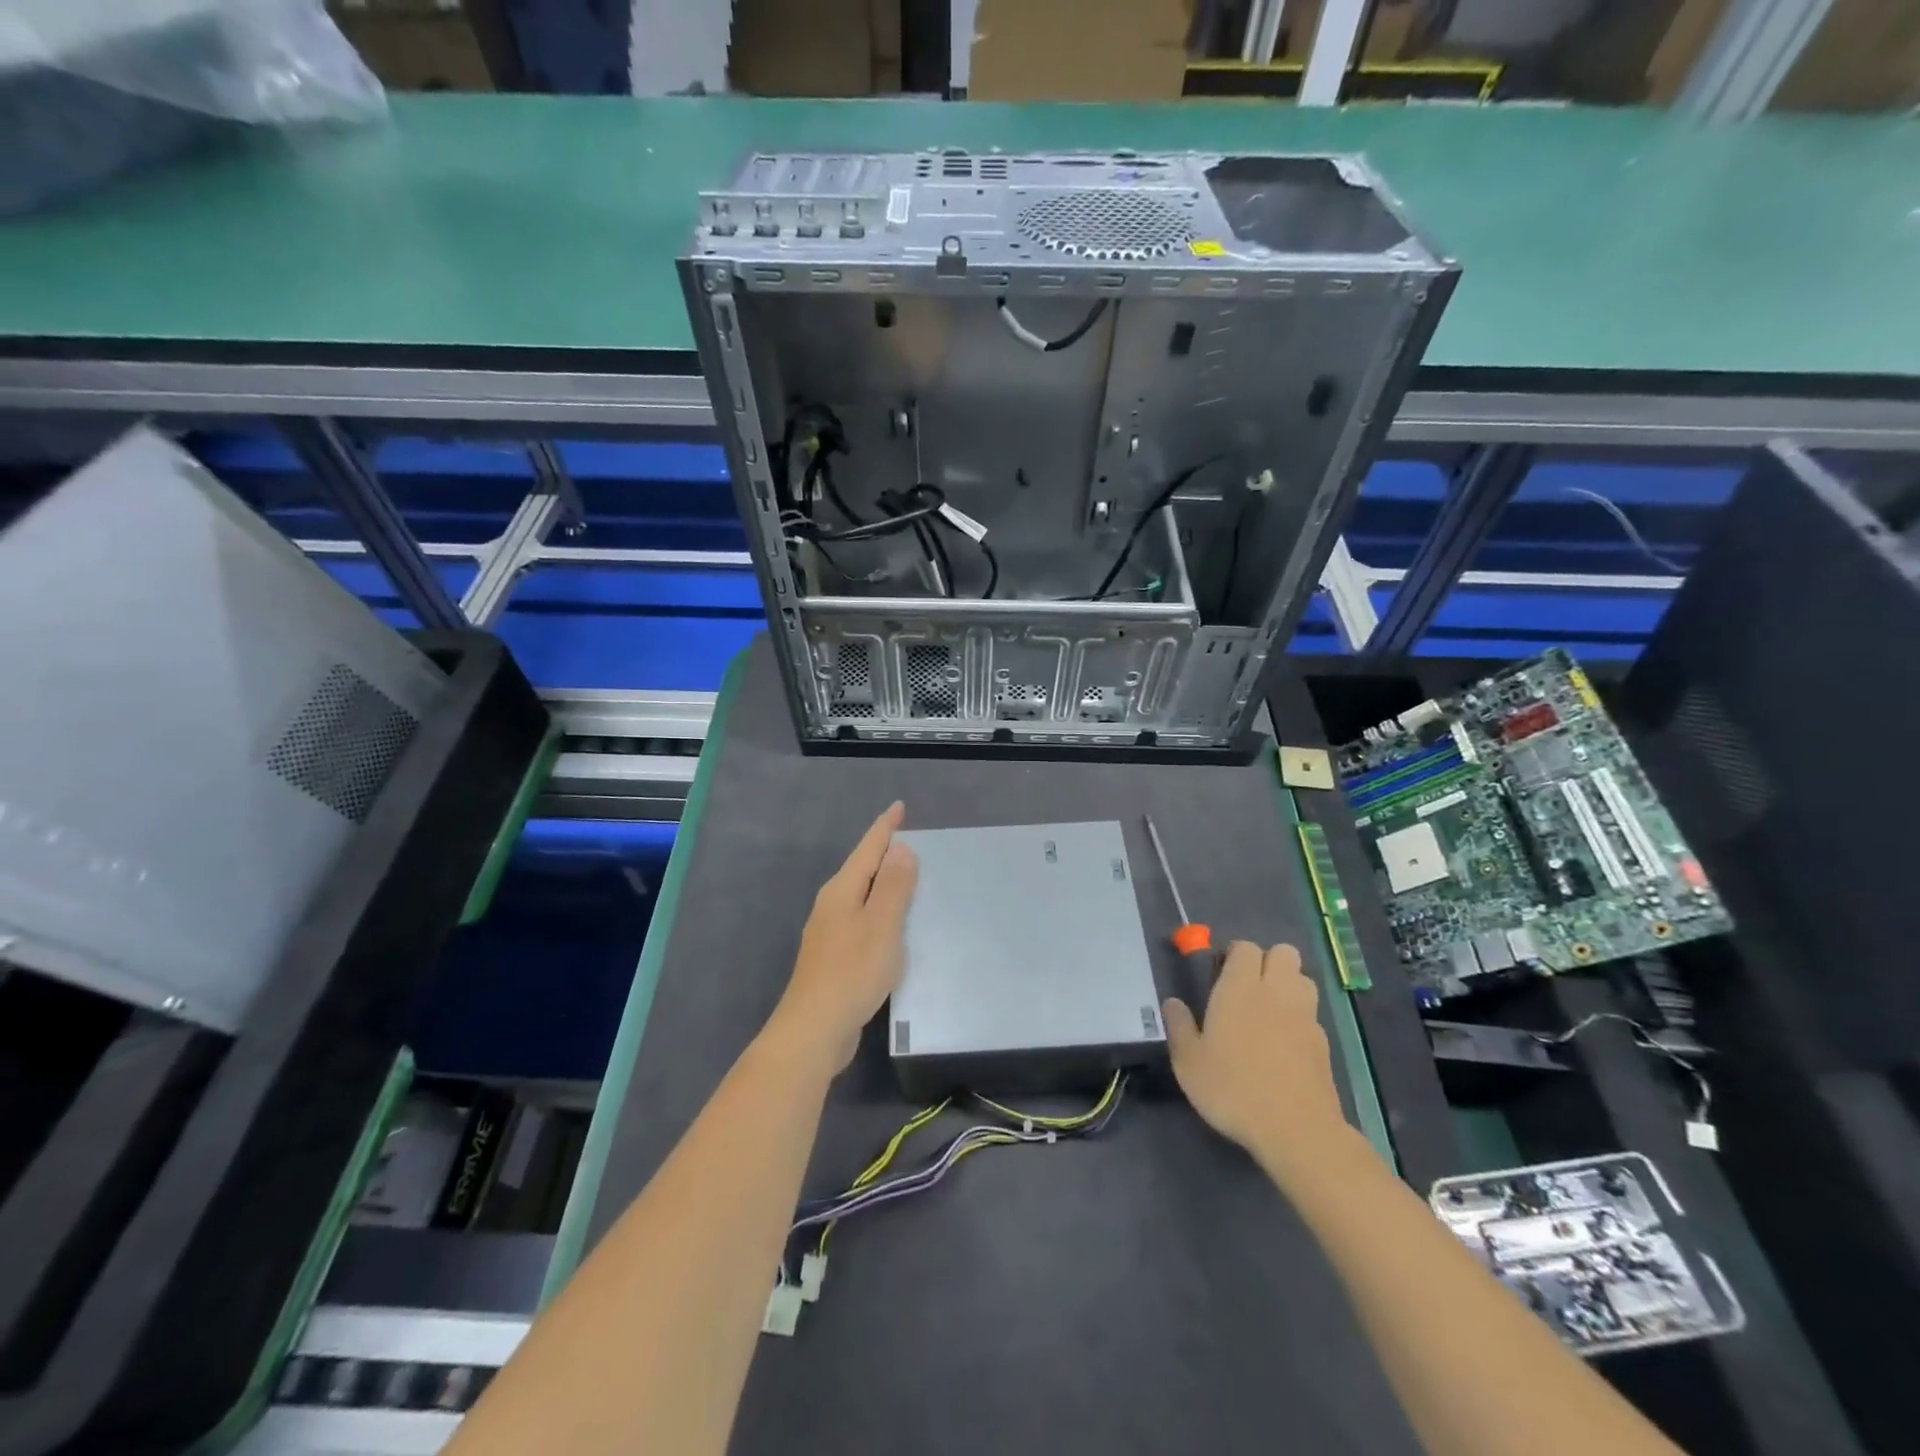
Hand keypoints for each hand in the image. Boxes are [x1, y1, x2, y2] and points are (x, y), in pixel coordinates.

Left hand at [766, 801, 918, 1073]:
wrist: (814, 1029)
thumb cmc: (852, 971)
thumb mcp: (881, 924)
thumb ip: (892, 885)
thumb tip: (899, 849)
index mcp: (842, 890)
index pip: (868, 848)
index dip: (885, 827)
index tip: (899, 807)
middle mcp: (832, 905)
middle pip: (862, 869)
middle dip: (885, 852)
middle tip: (912, 840)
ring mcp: (830, 932)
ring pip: (862, 896)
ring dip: (883, 883)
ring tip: (909, 877)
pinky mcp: (835, 957)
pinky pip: (863, 920)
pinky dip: (881, 912)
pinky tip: (893, 925)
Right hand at [1163, 942, 1345, 1169]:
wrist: (1296, 1130)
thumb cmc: (1233, 1089)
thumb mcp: (1189, 1062)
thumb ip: (1179, 1026)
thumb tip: (1172, 1002)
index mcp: (1240, 988)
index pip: (1245, 947)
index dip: (1233, 954)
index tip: (1219, 974)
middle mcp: (1276, 992)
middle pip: (1283, 952)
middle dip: (1267, 961)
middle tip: (1246, 987)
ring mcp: (1304, 1016)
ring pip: (1302, 978)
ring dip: (1287, 984)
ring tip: (1268, 1010)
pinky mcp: (1323, 1043)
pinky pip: (1311, 1013)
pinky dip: (1299, 1017)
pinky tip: (1284, 1043)